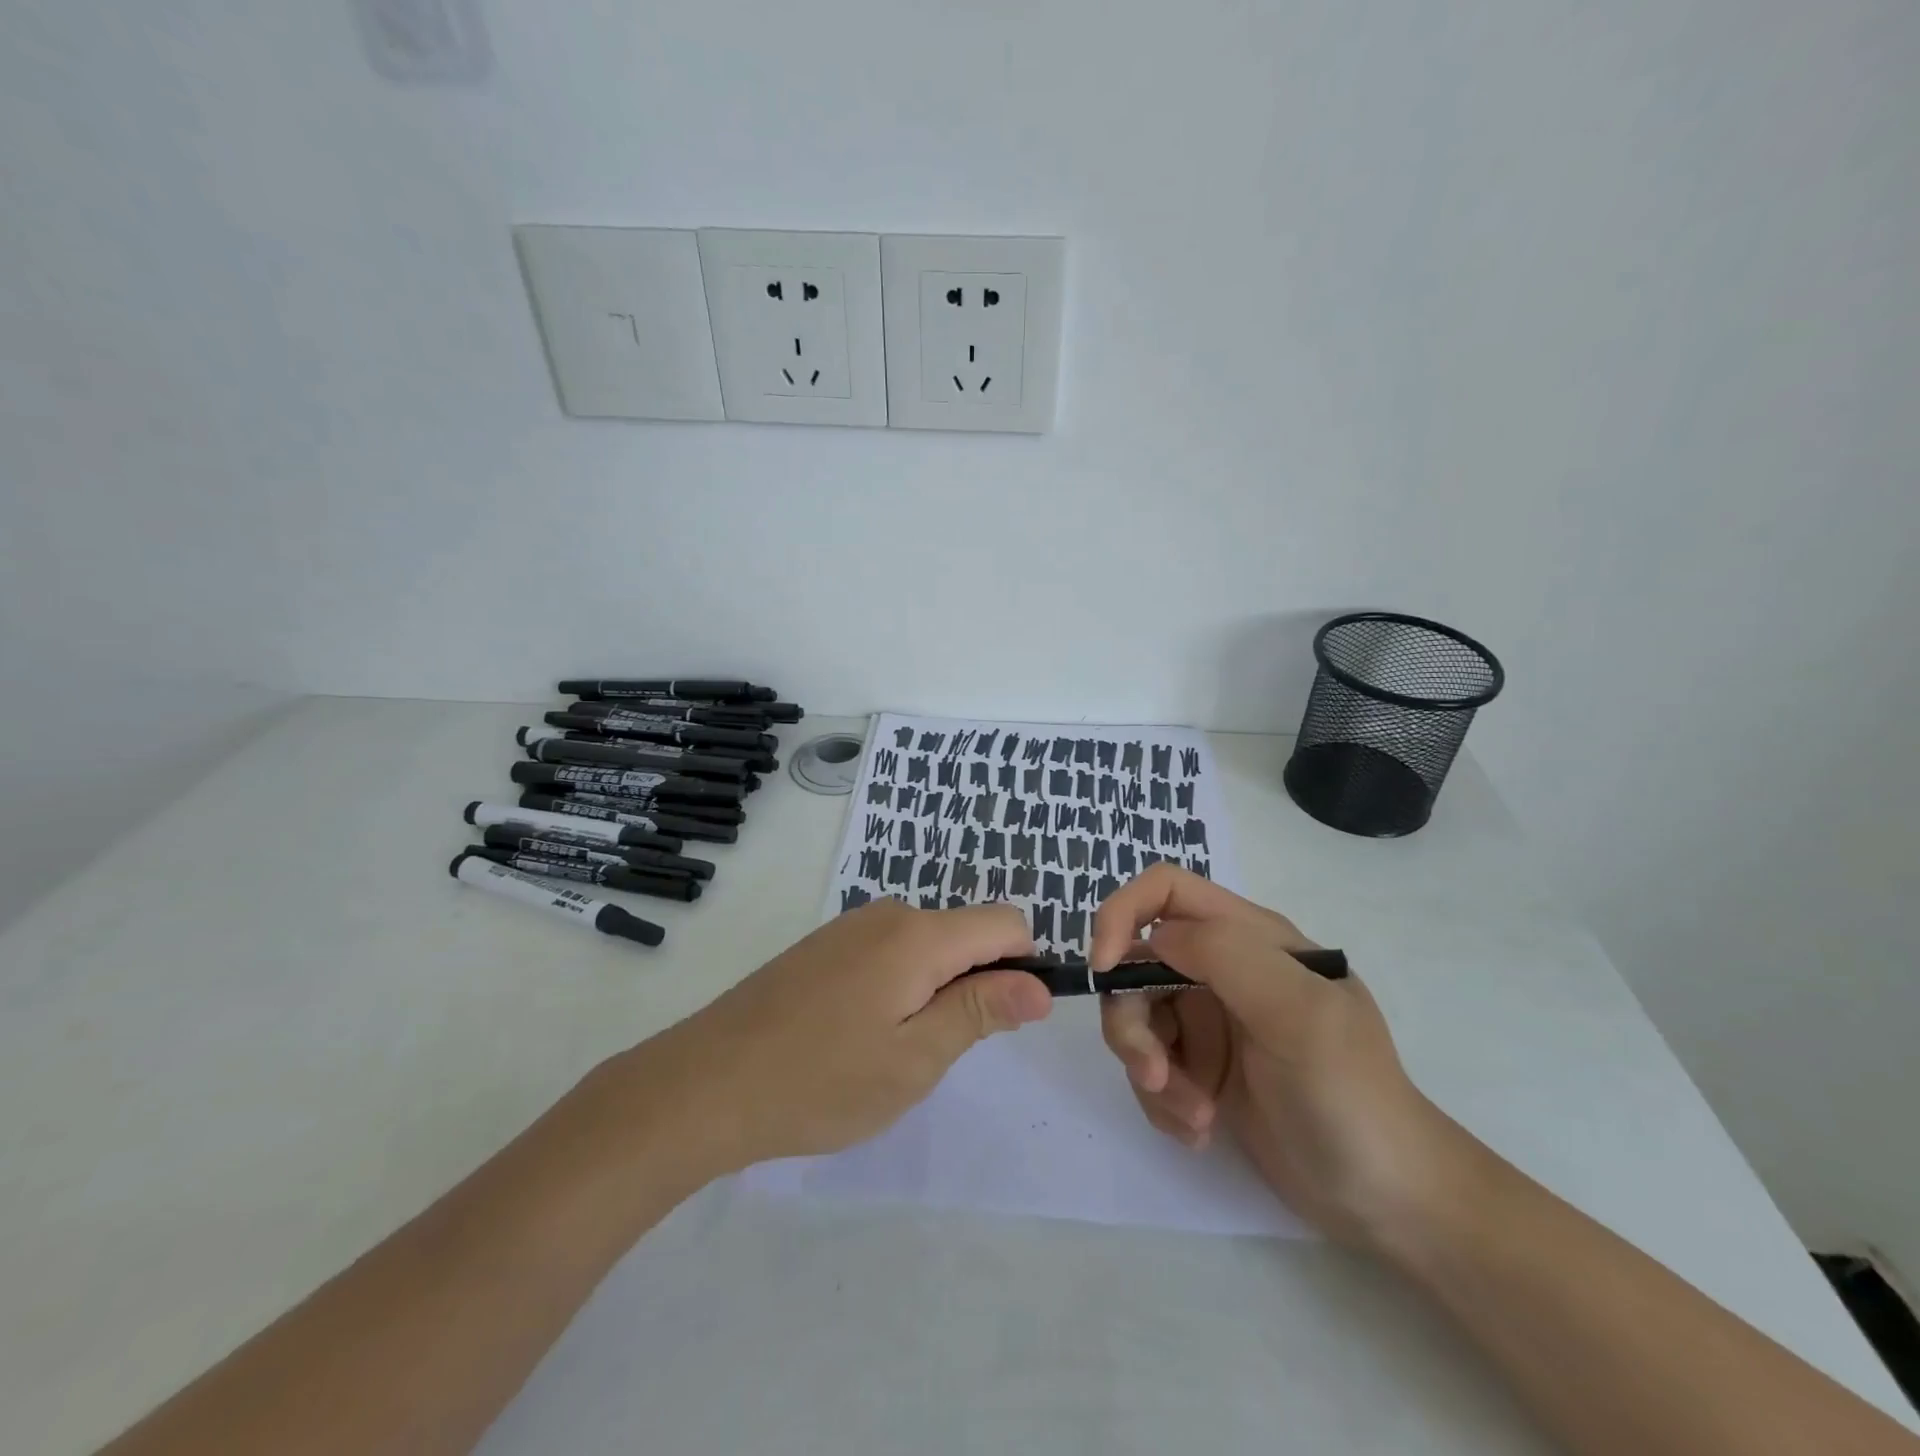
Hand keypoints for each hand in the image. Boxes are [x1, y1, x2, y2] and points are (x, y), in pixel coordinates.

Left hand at [623, 899, 1050, 1175]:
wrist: (706, 1083)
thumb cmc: (821, 1080)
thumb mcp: (914, 1059)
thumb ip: (981, 1012)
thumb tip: (1040, 985)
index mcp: (919, 935)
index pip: (1005, 922)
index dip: (1024, 965)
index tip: (1008, 1020)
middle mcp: (888, 914)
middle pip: (965, 933)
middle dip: (975, 984)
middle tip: (937, 1051)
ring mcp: (851, 927)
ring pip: (927, 945)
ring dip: (934, 990)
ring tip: (892, 1050)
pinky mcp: (824, 946)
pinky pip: (889, 952)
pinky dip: (899, 986)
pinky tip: (858, 1035)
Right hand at [1090, 865, 1464, 1245]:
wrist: (1389, 1201)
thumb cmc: (1349, 1094)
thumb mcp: (1296, 1013)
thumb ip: (1225, 955)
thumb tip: (1153, 940)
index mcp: (1249, 938)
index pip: (1165, 890)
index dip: (1122, 914)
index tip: (1104, 969)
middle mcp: (1222, 970)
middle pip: (1136, 964)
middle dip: (1133, 1023)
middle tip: (1156, 1077)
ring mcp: (1210, 1021)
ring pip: (1136, 1020)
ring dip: (1150, 1072)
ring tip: (1195, 1117)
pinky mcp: (1201, 1069)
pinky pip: (1150, 1067)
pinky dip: (1163, 1101)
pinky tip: (1201, 1130)